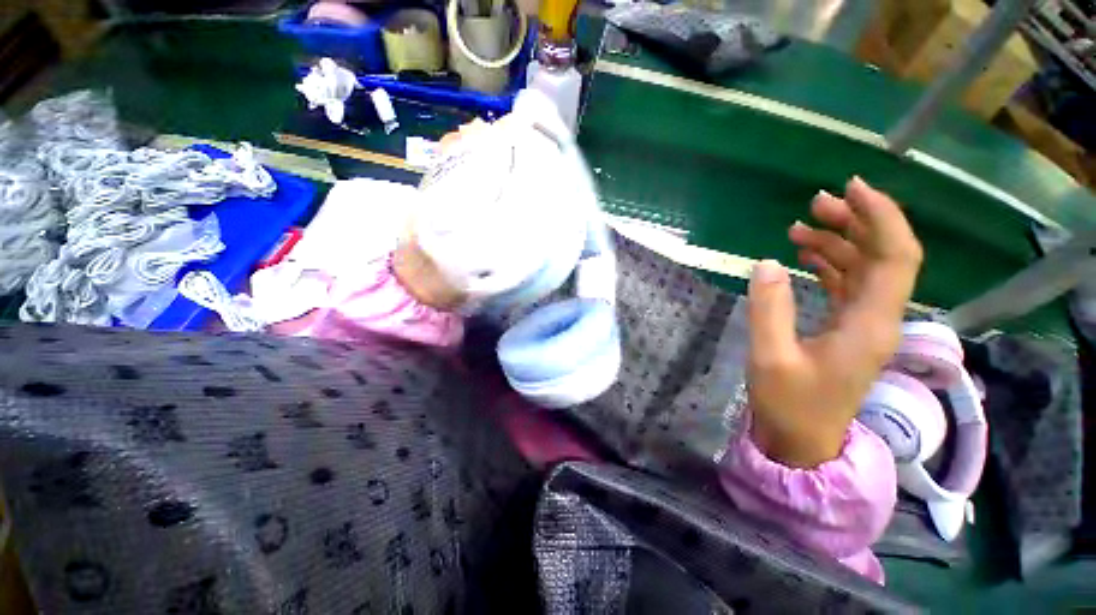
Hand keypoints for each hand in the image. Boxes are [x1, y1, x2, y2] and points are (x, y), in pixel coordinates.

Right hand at [746, 177, 922, 467]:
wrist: (801, 440)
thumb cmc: (789, 404)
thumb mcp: (770, 357)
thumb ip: (769, 308)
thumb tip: (766, 263)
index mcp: (869, 324)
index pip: (895, 257)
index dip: (880, 217)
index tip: (851, 189)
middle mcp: (877, 319)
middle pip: (883, 256)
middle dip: (855, 222)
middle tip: (815, 204)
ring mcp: (864, 325)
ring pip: (864, 269)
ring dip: (838, 242)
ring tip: (800, 227)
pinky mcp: (847, 330)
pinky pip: (848, 286)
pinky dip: (831, 264)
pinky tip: (806, 256)